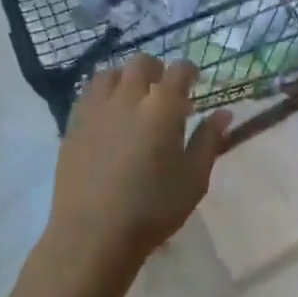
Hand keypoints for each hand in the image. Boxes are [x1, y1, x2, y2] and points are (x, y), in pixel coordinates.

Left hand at [49, 56, 231, 273]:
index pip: (179, 70)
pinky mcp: (73, 121)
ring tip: (133, 100)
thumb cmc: (153, 209)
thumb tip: (224, 113)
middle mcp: (129, 96)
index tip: (193, 84)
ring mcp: (97, 106)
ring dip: (126, 78)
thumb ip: (209, 140)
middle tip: (163, 94)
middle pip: (142, 63)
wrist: (93, 233)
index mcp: (163, 106)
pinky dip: (103, 93)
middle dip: (157, 71)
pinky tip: (108, 114)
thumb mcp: (194, 179)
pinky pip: (89, 92)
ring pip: (112, 72)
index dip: (189, 72)